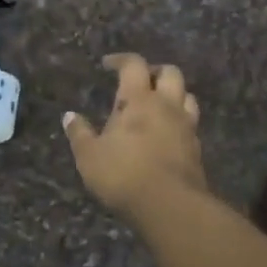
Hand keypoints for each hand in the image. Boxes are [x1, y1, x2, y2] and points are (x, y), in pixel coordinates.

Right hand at [63, 53, 208, 218]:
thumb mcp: (89, 156)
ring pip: (187, 96)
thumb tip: (69, 116)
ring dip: (173, 95)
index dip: (121, 60)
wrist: (170, 206)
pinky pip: (191, 124)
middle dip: (154, 71)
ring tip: (157, 106)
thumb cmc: (123, 174)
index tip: (107, 64)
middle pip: (170, 72)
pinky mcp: (197, 149)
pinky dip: (179, 121)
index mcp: (138, 99)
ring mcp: (186, 126)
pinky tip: (166, 134)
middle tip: (139, 82)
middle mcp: (166, 105)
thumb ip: (79, 134)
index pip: (134, 65)